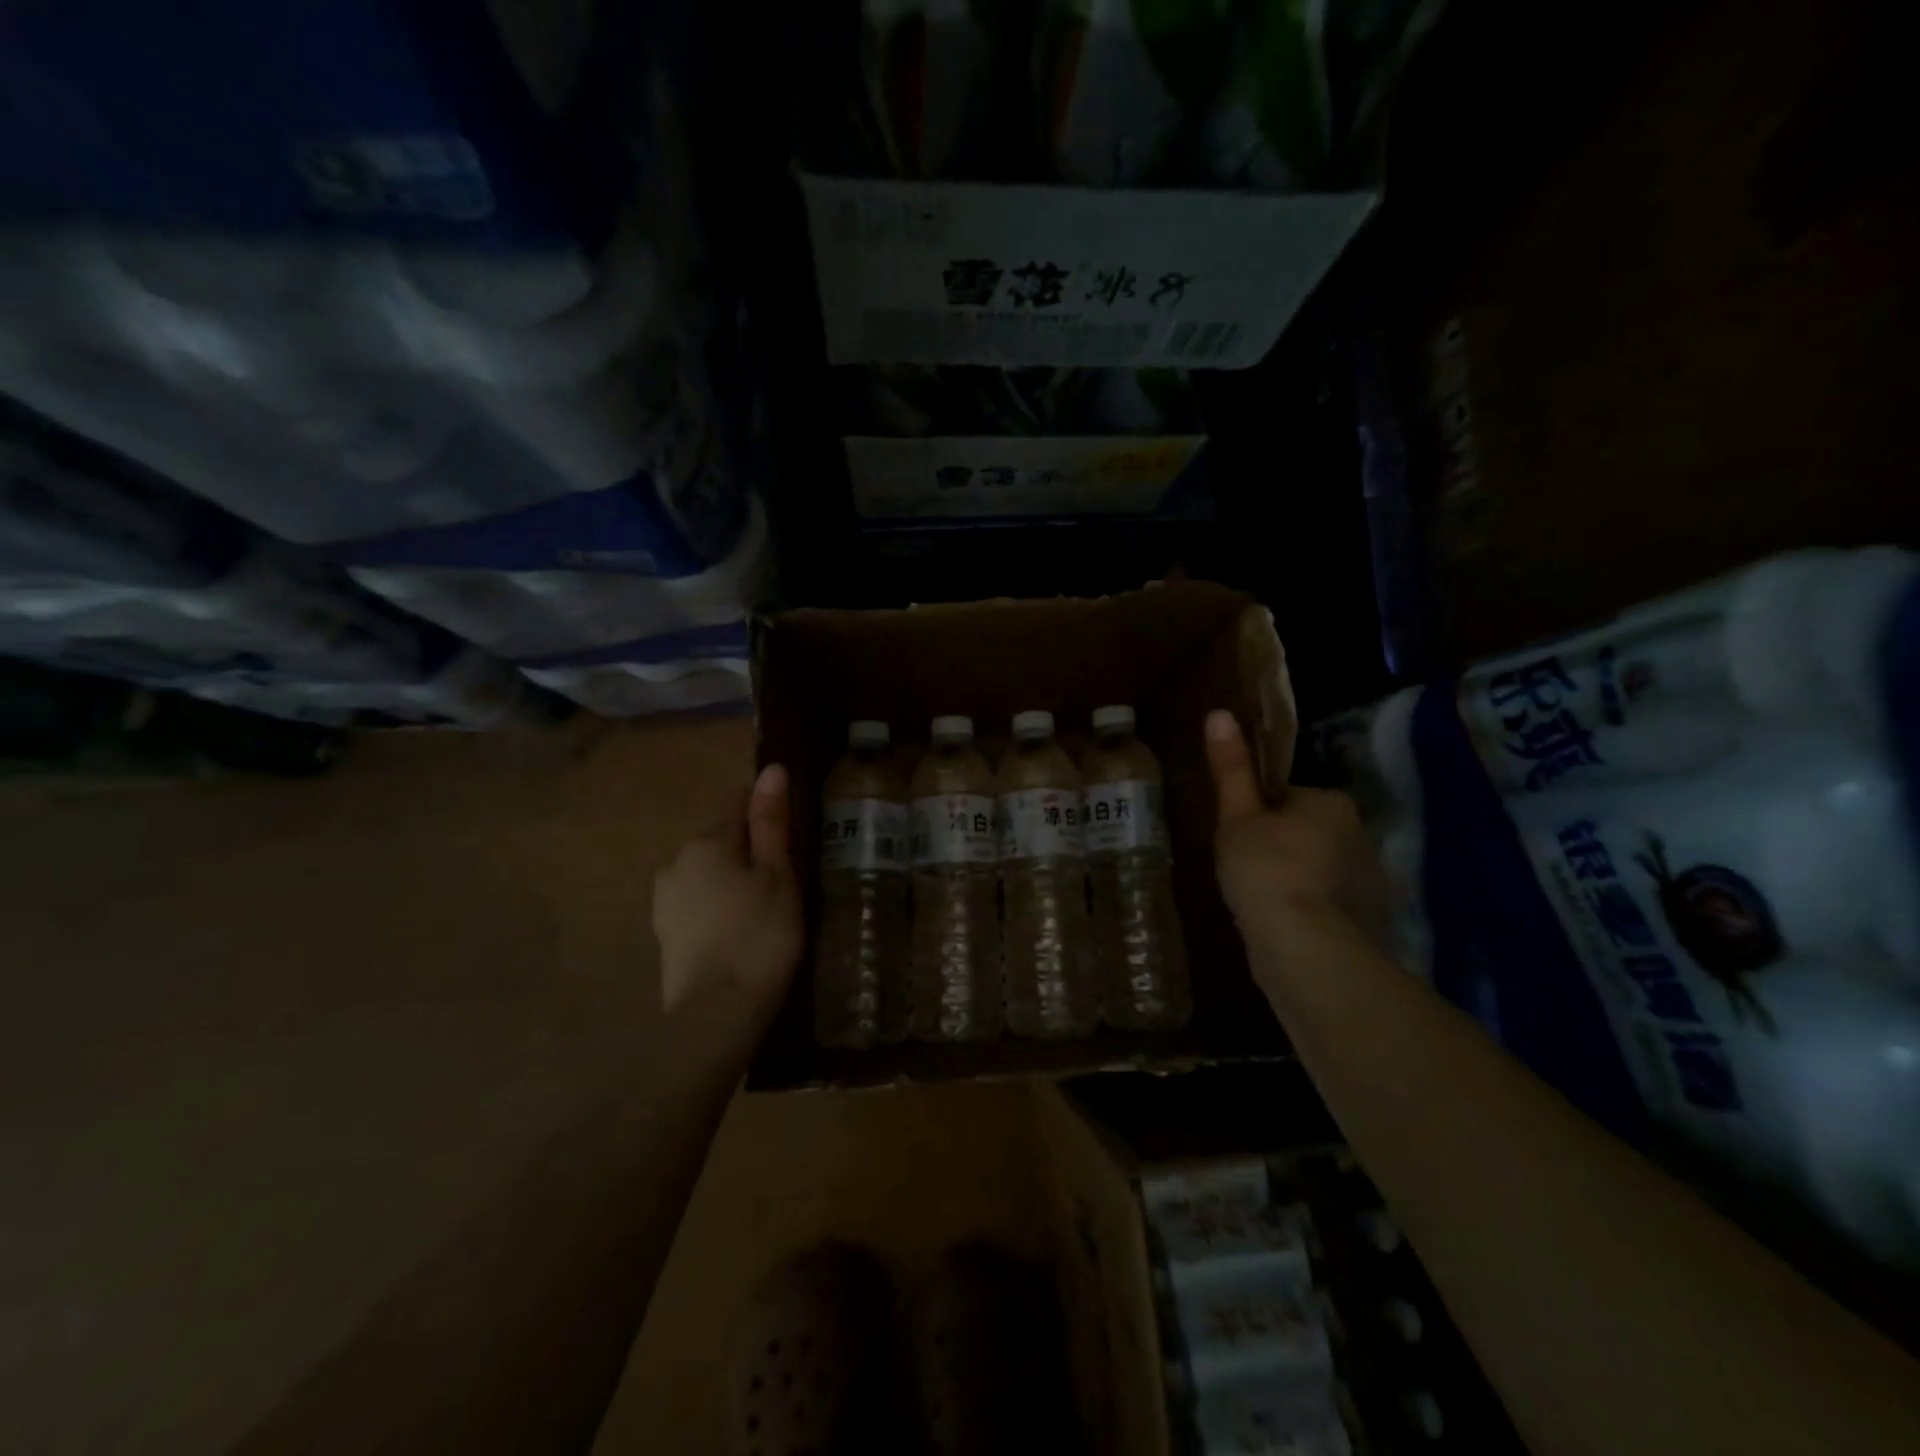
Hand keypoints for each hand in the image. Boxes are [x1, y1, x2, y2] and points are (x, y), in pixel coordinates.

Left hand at [653, 764, 803, 1018]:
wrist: (716, 1014)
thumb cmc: (759, 935)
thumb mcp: (777, 874)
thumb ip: (771, 821)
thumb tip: (771, 769)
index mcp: (706, 841)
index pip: (738, 804)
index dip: (767, 813)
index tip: (791, 834)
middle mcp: (676, 861)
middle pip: (721, 839)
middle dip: (749, 850)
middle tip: (785, 879)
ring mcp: (665, 899)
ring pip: (708, 872)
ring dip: (733, 880)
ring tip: (765, 909)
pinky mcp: (665, 933)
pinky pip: (698, 902)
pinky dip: (719, 907)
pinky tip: (740, 931)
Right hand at [1205, 709, 1390, 946]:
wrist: (1305, 948)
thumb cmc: (1265, 870)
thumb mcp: (1237, 817)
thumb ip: (1231, 769)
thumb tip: (1218, 713)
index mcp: (1330, 802)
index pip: (1285, 797)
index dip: (1255, 815)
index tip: (1236, 838)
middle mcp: (1359, 833)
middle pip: (1304, 831)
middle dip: (1277, 846)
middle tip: (1241, 870)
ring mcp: (1368, 879)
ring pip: (1316, 867)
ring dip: (1292, 878)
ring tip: (1256, 901)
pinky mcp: (1368, 919)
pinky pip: (1326, 901)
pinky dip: (1306, 907)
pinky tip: (1281, 925)